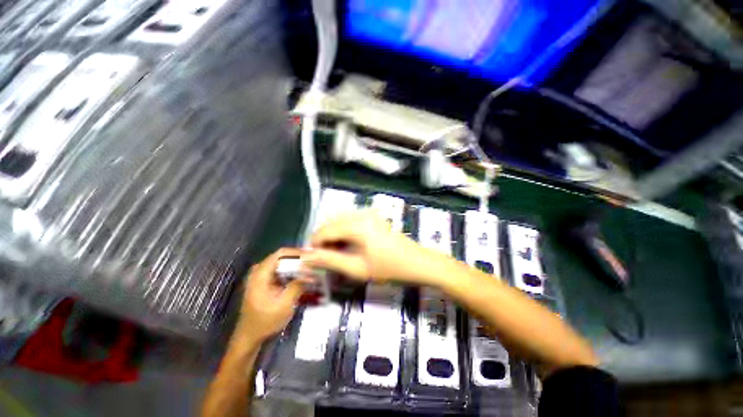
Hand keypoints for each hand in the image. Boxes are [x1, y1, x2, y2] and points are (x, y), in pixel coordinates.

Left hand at [237, 249, 304, 341]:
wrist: (249, 338)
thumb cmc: (265, 322)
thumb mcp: (284, 305)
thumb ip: (297, 285)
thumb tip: (311, 273)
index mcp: (260, 274)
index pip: (281, 254)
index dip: (297, 252)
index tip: (311, 256)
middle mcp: (259, 271)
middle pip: (282, 257)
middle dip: (298, 259)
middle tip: (313, 263)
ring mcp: (261, 277)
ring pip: (281, 264)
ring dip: (295, 266)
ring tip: (310, 269)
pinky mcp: (264, 283)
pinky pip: (280, 272)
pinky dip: (291, 273)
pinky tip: (301, 278)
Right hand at [302, 210, 430, 283]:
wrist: (416, 262)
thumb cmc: (388, 268)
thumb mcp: (356, 268)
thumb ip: (329, 260)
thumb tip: (306, 257)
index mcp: (356, 224)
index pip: (324, 231)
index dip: (315, 245)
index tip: (314, 261)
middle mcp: (360, 213)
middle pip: (331, 223)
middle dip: (324, 240)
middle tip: (327, 259)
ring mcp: (368, 212)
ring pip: (340, 221)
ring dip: (334, 236)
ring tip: (338, 254)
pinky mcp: (373, 215)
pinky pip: (350, 220)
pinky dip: (344, 232)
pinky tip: (349, 245)